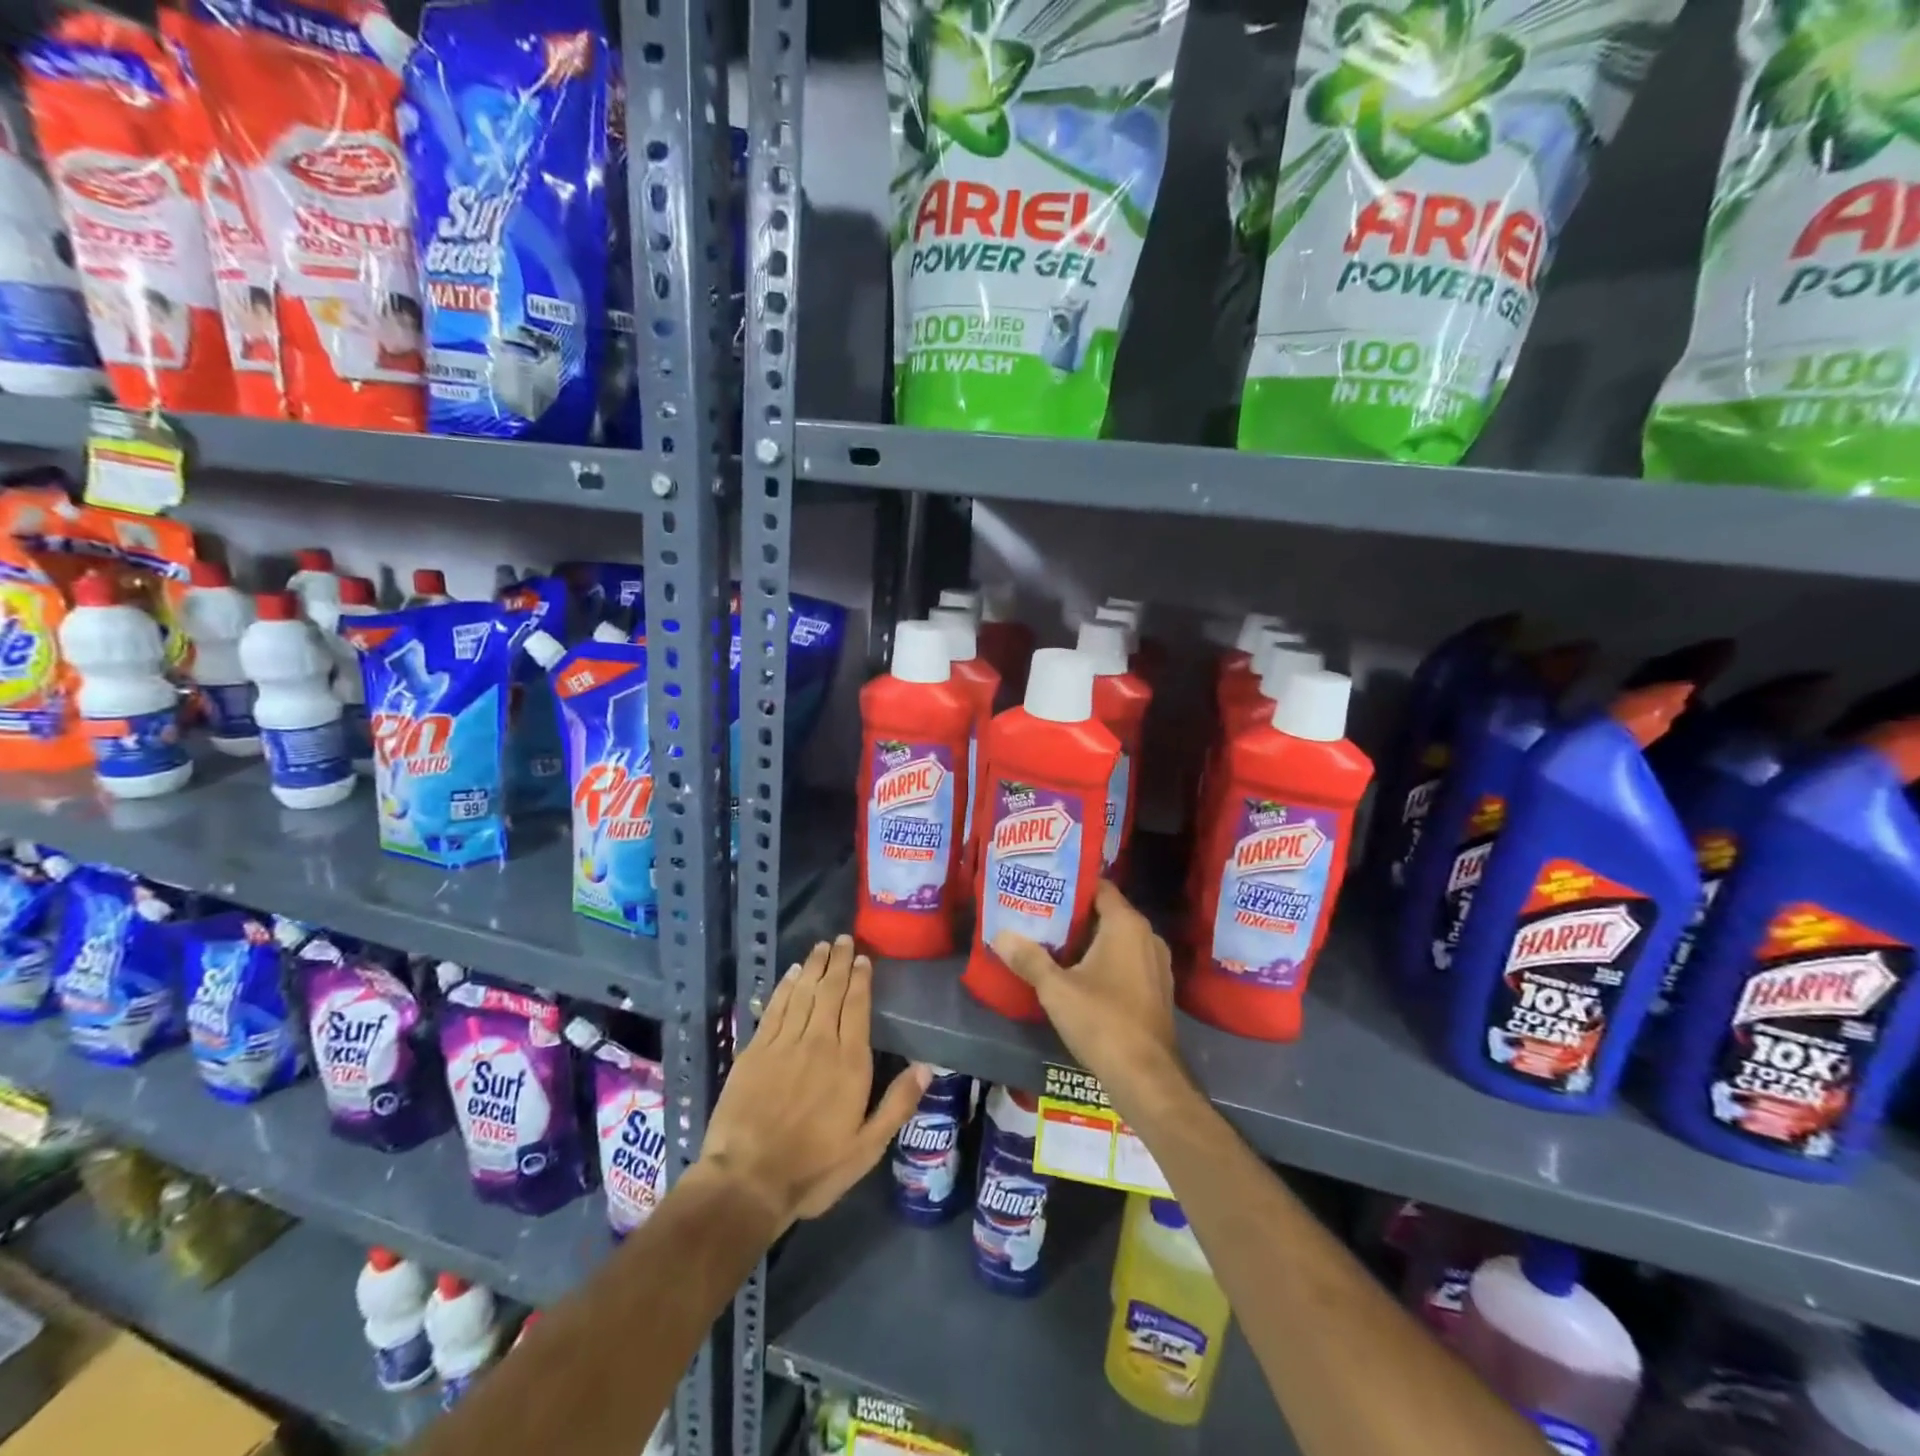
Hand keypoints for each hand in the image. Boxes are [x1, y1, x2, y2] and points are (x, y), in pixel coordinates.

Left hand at [699, 935, 929, 1230]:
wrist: (747, 1181)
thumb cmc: (813, 1168)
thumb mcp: (866, 1147)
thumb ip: (897, 1104)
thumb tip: (927, 1067)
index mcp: (849, 1063)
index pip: (857, 1007)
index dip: (860, 980)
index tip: (863, 958)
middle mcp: (818, 1042)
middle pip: (830, 991)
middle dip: (838, 962)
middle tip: (842, 938)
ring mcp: (783, 1043)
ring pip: (802, 993)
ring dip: (813, 967)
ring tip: (821, 946)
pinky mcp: (755, 1051)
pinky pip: (774, 1008)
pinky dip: (784, 987)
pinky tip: (790, 974)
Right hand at [991, 882, 1191, 1117]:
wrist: (1147, 1078)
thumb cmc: (1102, 1021)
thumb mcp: (1056, 989)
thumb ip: (1028, 959)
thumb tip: (1000, 935)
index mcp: (1127, 925)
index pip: (1099, 887)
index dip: (1072, 884)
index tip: (1043, 886)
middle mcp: (1147, 936)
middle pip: (1107, 913)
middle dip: (1074, 914)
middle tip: (1039, 914)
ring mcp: (1156, 965)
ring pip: (1117, 940)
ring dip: (1089, 940)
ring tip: (1053, 943)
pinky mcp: (1157, 990)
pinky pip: (1127, 961)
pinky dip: (1105, 961)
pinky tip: (1078, 974)